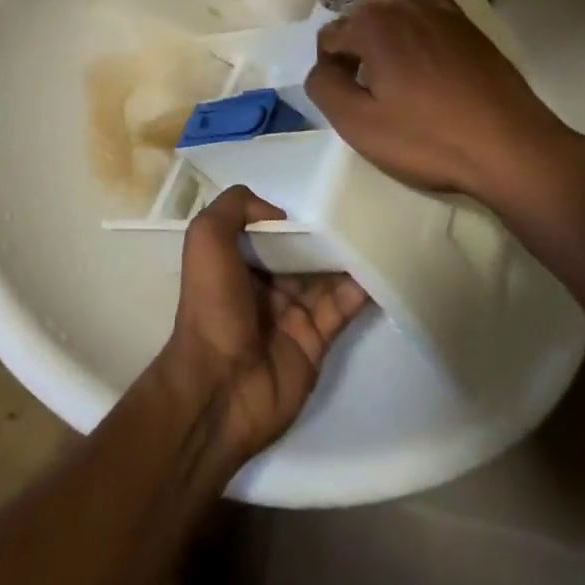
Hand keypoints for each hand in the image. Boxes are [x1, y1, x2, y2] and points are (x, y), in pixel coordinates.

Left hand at [160, 186, 367, 468]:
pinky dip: (360, 288)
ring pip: (326, 276)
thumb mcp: (206, 238)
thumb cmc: (211, 305)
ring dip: (347, 256)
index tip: (316, 196)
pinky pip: (342, 307)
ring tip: (376, 230)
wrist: (219, 388)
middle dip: (324, 233)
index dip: (289, 216)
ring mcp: (292, 313)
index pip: (269, 229)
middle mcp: (265, 284)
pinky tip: (378, 266)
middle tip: (357, 209)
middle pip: (301, 251)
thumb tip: (279, 213)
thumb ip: (235, 207)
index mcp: (237, 260)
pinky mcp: (315, 340)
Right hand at [304, 0, 584, 225]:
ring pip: (389, 0)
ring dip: (377, 20)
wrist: (509, 146)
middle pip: (357, 16)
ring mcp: (434, 10)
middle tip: (364, 85)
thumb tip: (321, 66)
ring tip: (383, 55)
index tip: (345, 97)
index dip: (330, 68)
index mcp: (369, 28)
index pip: (329, 37)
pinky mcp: (463, 21)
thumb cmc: (429, 138)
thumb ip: (325, 87)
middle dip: (352, 42)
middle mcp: (398, 7)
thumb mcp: (359, 125)